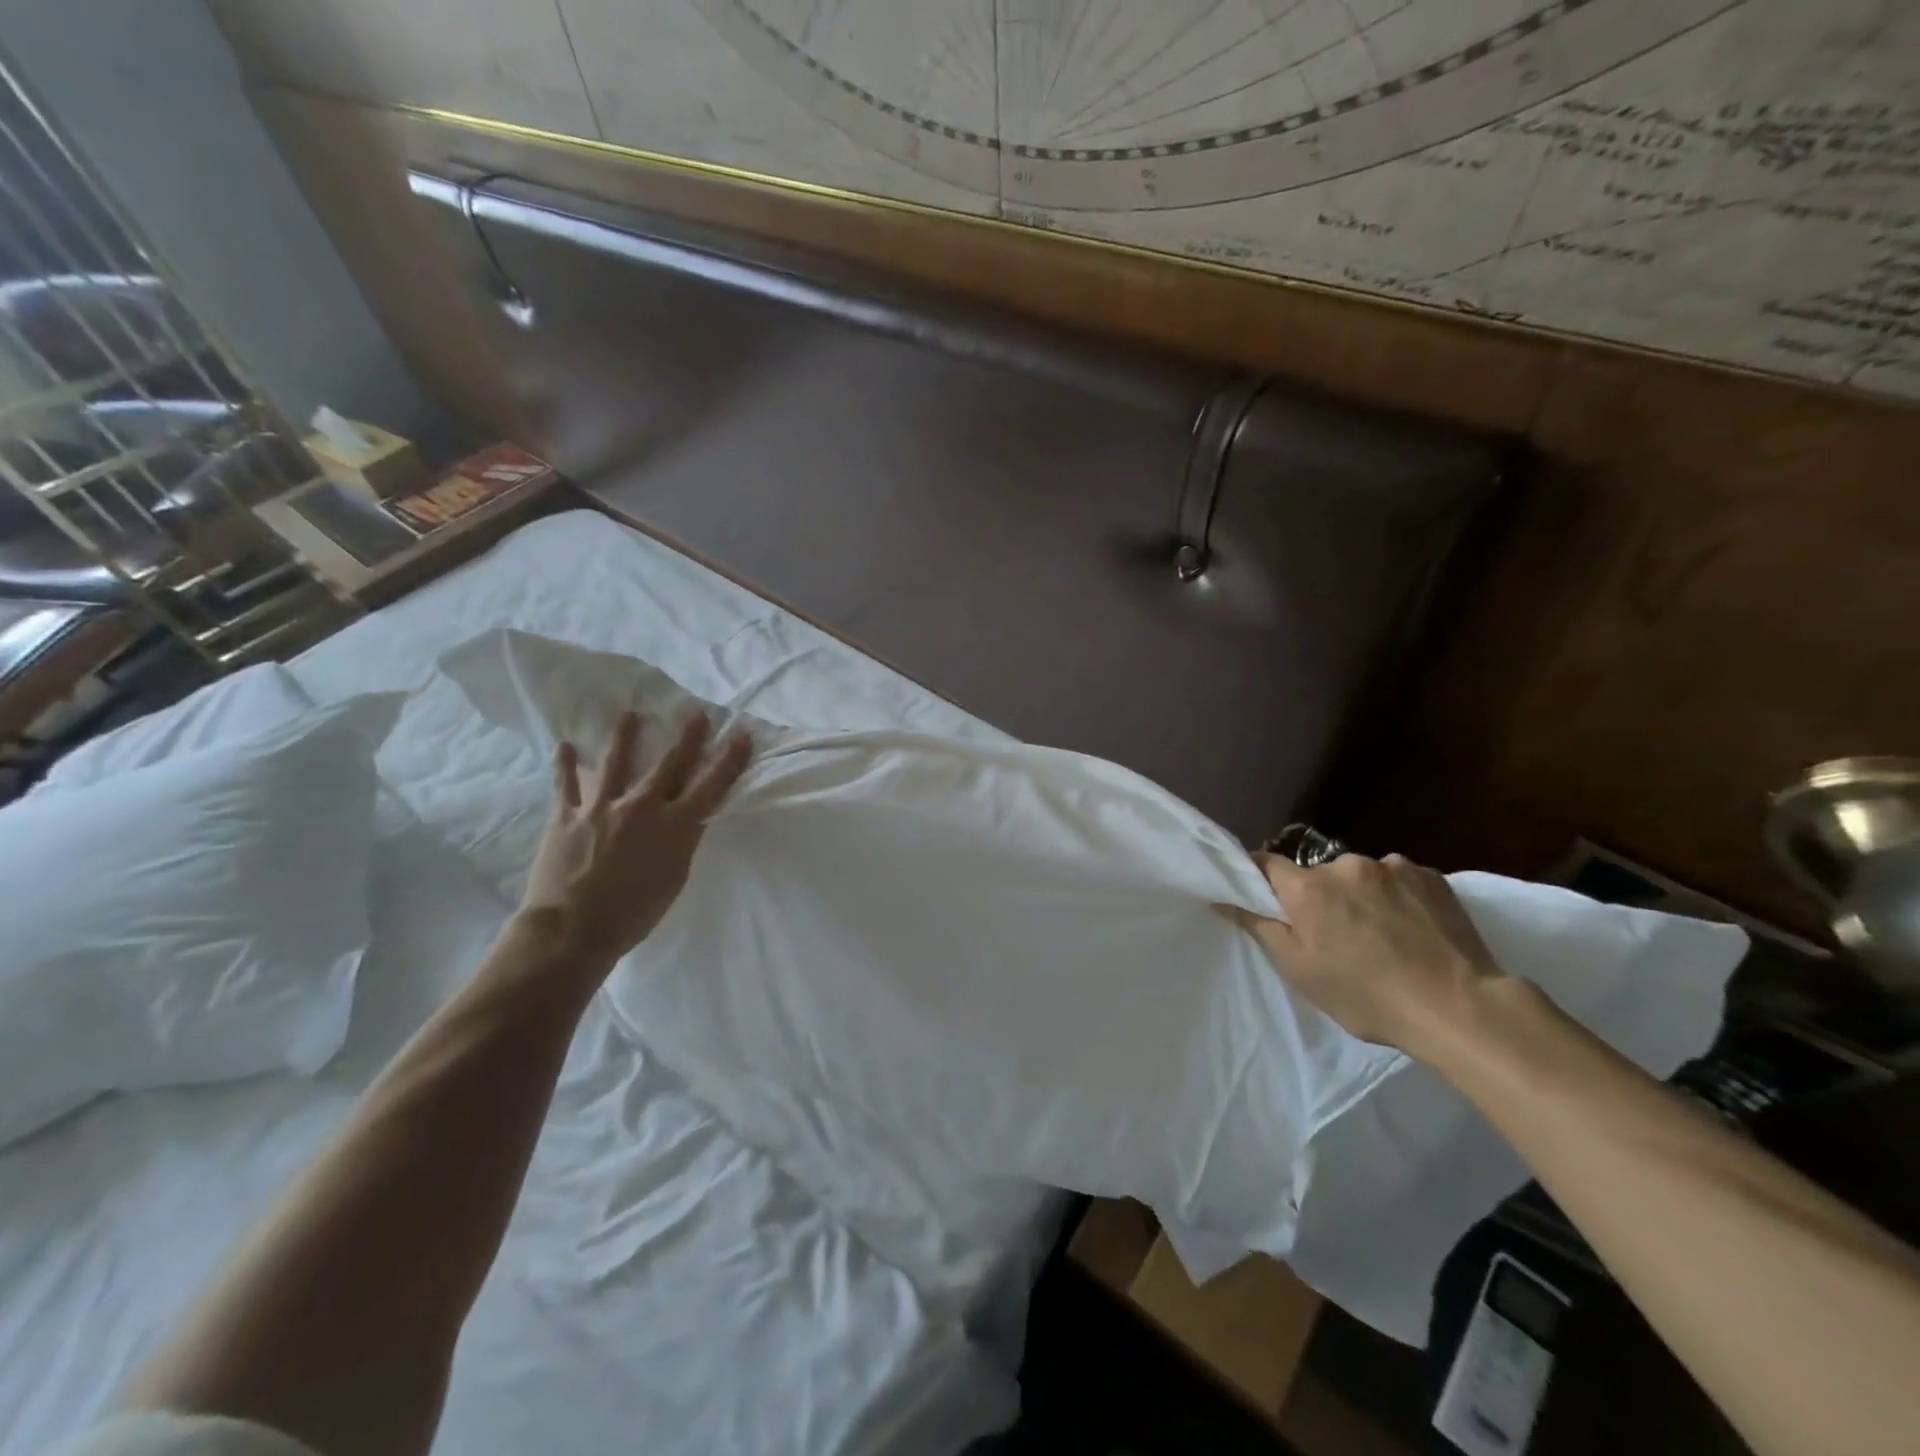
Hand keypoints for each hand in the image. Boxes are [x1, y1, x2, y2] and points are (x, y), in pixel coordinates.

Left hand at [518, 709, 753, 971]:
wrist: (573, 929)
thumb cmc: (634, 914)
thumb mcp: (674, 879)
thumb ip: (682, 843)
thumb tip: (687, 819)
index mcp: (675, 826)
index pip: (712, 784)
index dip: (730, 758)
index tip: (742, 733)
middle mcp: (642, 806)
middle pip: (670, 764)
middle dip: (688, 737)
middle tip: (697, 713)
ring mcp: (602, 807)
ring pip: (616, 761)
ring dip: (626, 735)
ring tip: (631, 713)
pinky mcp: (567, 815)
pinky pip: (566, 784)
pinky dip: (566, 765)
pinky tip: (564, 746)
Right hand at [1233, 851, 1509, 1056]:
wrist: (1460, 1007)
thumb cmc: (1366, 995)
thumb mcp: (1300, 970)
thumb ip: (1260, 927)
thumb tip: (1222, 898)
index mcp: (1308, 887)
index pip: (1267, 863)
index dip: (1263, 879)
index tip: (1269, 899)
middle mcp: (1346, 865)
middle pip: (1320, 874)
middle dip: (1323, 896)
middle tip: (1338, 936)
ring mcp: (1393, 866)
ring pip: (1363, 877)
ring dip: (1364, 896)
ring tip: (1386, 935)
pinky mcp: (1433, 876)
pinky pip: (1401, 880)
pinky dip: (1400, 898)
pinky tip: (1415, 930)